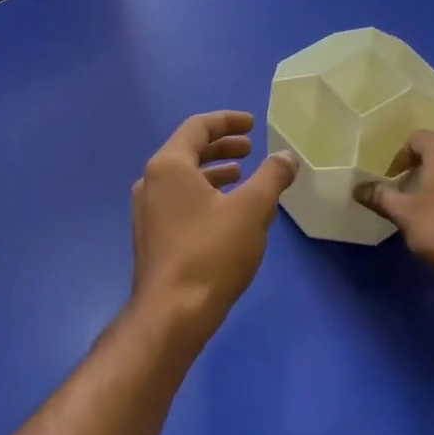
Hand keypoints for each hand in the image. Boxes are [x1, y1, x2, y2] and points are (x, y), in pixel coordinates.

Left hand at [130, 111, 296, 336]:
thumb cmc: (212, 252)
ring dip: (214, 172)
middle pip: (188, 151)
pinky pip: (179, 201)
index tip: (252, 124)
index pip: (198, 127)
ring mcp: (147, 212)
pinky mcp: (152, 237)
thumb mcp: (253, 209)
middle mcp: (151, 182)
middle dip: (222, 147)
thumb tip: (286, 156)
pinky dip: (204, 195)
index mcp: (169, 166)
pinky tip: (226, 213)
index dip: (227, 121)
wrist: (173, 313)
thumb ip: (272, 177)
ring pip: (183, 179)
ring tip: (242, 178)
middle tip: (250, 149)